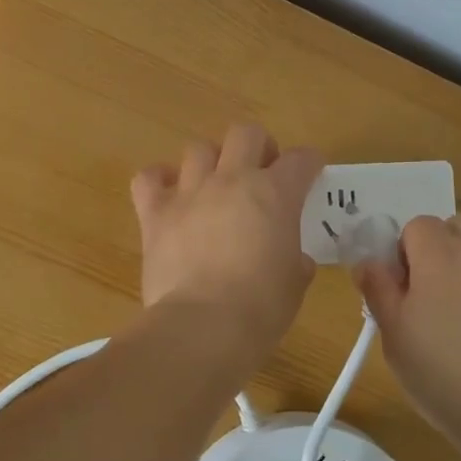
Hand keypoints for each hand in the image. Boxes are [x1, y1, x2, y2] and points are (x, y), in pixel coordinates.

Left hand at [130, 125, 323, 352]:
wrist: (204, 326)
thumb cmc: (261, 307)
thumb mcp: (295, 283)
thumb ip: (296, 260)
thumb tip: (294, 259)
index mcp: (275, 194)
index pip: (301, 159)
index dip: (309, 163)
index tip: (311, 174)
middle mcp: (232, 180)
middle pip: (246, 134)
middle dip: (258, 147)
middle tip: (261, 173)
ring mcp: (190, 192)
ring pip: (198, 149)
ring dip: (211, 162)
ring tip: (214, 185)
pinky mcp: (155, 213)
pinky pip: (148, 178)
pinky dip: (159, 180)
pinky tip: (169, 195)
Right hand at [354, 215, 460, 456]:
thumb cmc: (449, 381)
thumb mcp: (396, 340)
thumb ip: (378, 290)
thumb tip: (368, 260)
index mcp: (440, 254)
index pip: (415, 226)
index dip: (407, 255)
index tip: (408, 293)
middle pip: (457, 228)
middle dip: (445, 253)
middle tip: (442, 302)